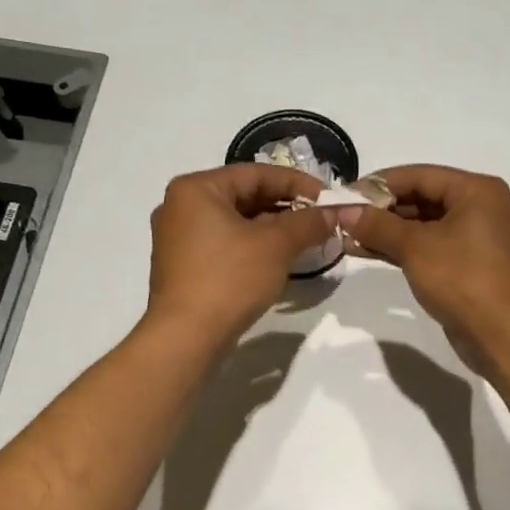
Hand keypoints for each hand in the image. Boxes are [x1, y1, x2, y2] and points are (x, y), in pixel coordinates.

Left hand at [145, 164, 334, 345]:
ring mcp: (177, 238)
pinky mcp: (183, 266)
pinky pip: (224, 244)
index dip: (297, 183)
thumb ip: (307, 223)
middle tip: (319, 219)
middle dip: (285, 207)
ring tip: (305, 240)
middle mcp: (180, 206)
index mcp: (196, 189)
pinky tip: (278, 259)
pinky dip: (252, 246)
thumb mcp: (276, 246)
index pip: (255, 174)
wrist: (187, 336)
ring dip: (271, 229)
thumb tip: (332, 213)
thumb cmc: (229, 279)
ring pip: (235, 222)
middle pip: (243, 196)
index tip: (327, 197)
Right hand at [338, 165, 509, 367]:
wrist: (501, 335)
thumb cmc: (462, 279)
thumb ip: (378, 225)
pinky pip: (430, 247)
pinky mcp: (468, 265)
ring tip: (347, 236)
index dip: (379, 184)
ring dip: (387, 231)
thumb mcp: (415, 247)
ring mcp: (476, 238)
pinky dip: (402, 248)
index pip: (420, 175)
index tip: (346, 194)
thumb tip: (345, 211)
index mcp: (477, 191)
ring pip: (424, 225)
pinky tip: (367, 252)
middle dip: (381, 210)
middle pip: (422, 198)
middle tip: (344, 217)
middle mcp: (480, 207)